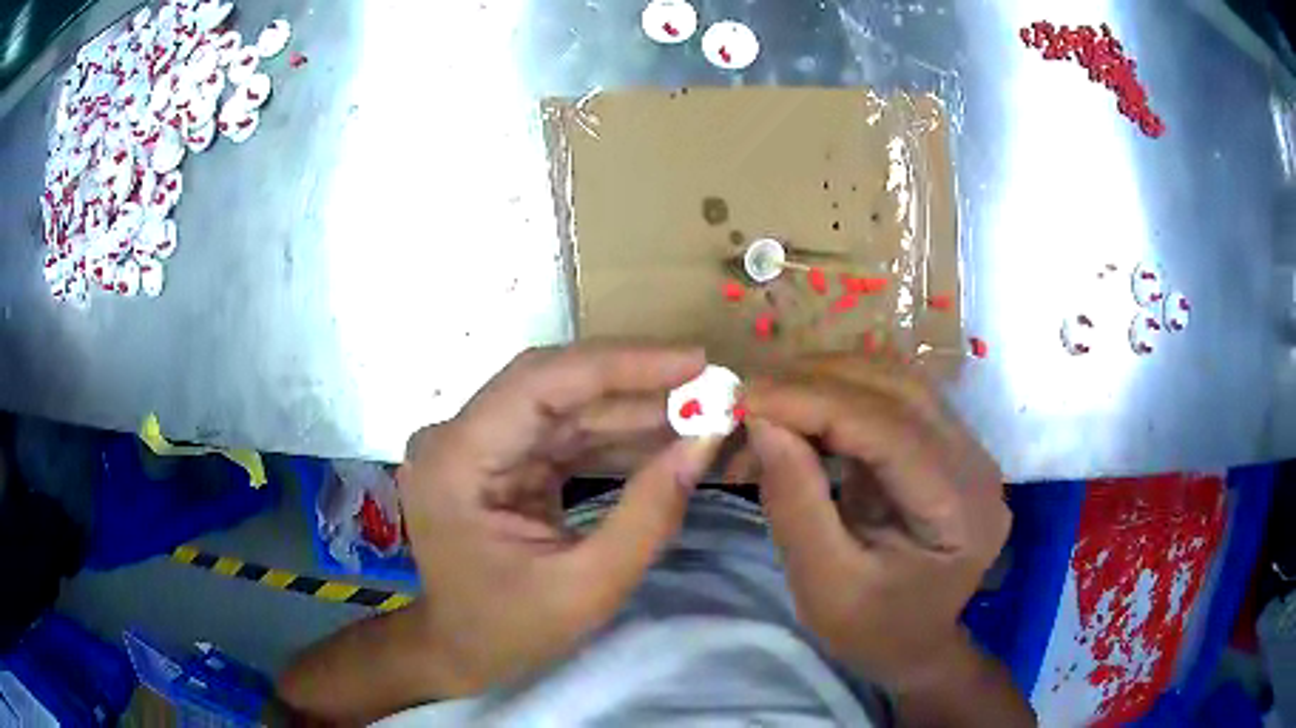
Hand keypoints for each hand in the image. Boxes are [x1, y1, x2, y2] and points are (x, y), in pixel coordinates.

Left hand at [397, 344, 720, 695]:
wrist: (460, 650)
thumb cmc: (509, 631)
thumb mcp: (587, 587)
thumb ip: (649, 514)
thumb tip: (704, 442)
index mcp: (456, 461)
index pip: (540, 383)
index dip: (621, 364)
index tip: (693, 361)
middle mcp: (457, 436)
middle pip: (552, 384)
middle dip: (635, 382)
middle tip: (708, 384)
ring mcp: (475, 443)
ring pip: (564, 405)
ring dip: (632, 408)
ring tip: (700, 410)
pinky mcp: (498, 457)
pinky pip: (563, 432)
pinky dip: (615, 435)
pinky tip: (665, 436)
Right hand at [744, 359, 1009, 690]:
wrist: (916, 645)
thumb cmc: (874, 630)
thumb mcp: (824, 585)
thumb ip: (795, 502)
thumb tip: (762, 421)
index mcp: (961, 509)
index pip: (892, 429)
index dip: (816, 403)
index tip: (745, 399)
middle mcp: (976, 463)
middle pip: (900, 389)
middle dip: (818, 381)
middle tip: (749, 394)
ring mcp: (967, 448)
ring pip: (897, 380)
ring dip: (828, 379)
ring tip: (770, 397)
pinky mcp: (946, 444)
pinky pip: (893, 398)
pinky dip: (841, 394)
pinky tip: (804, 410)